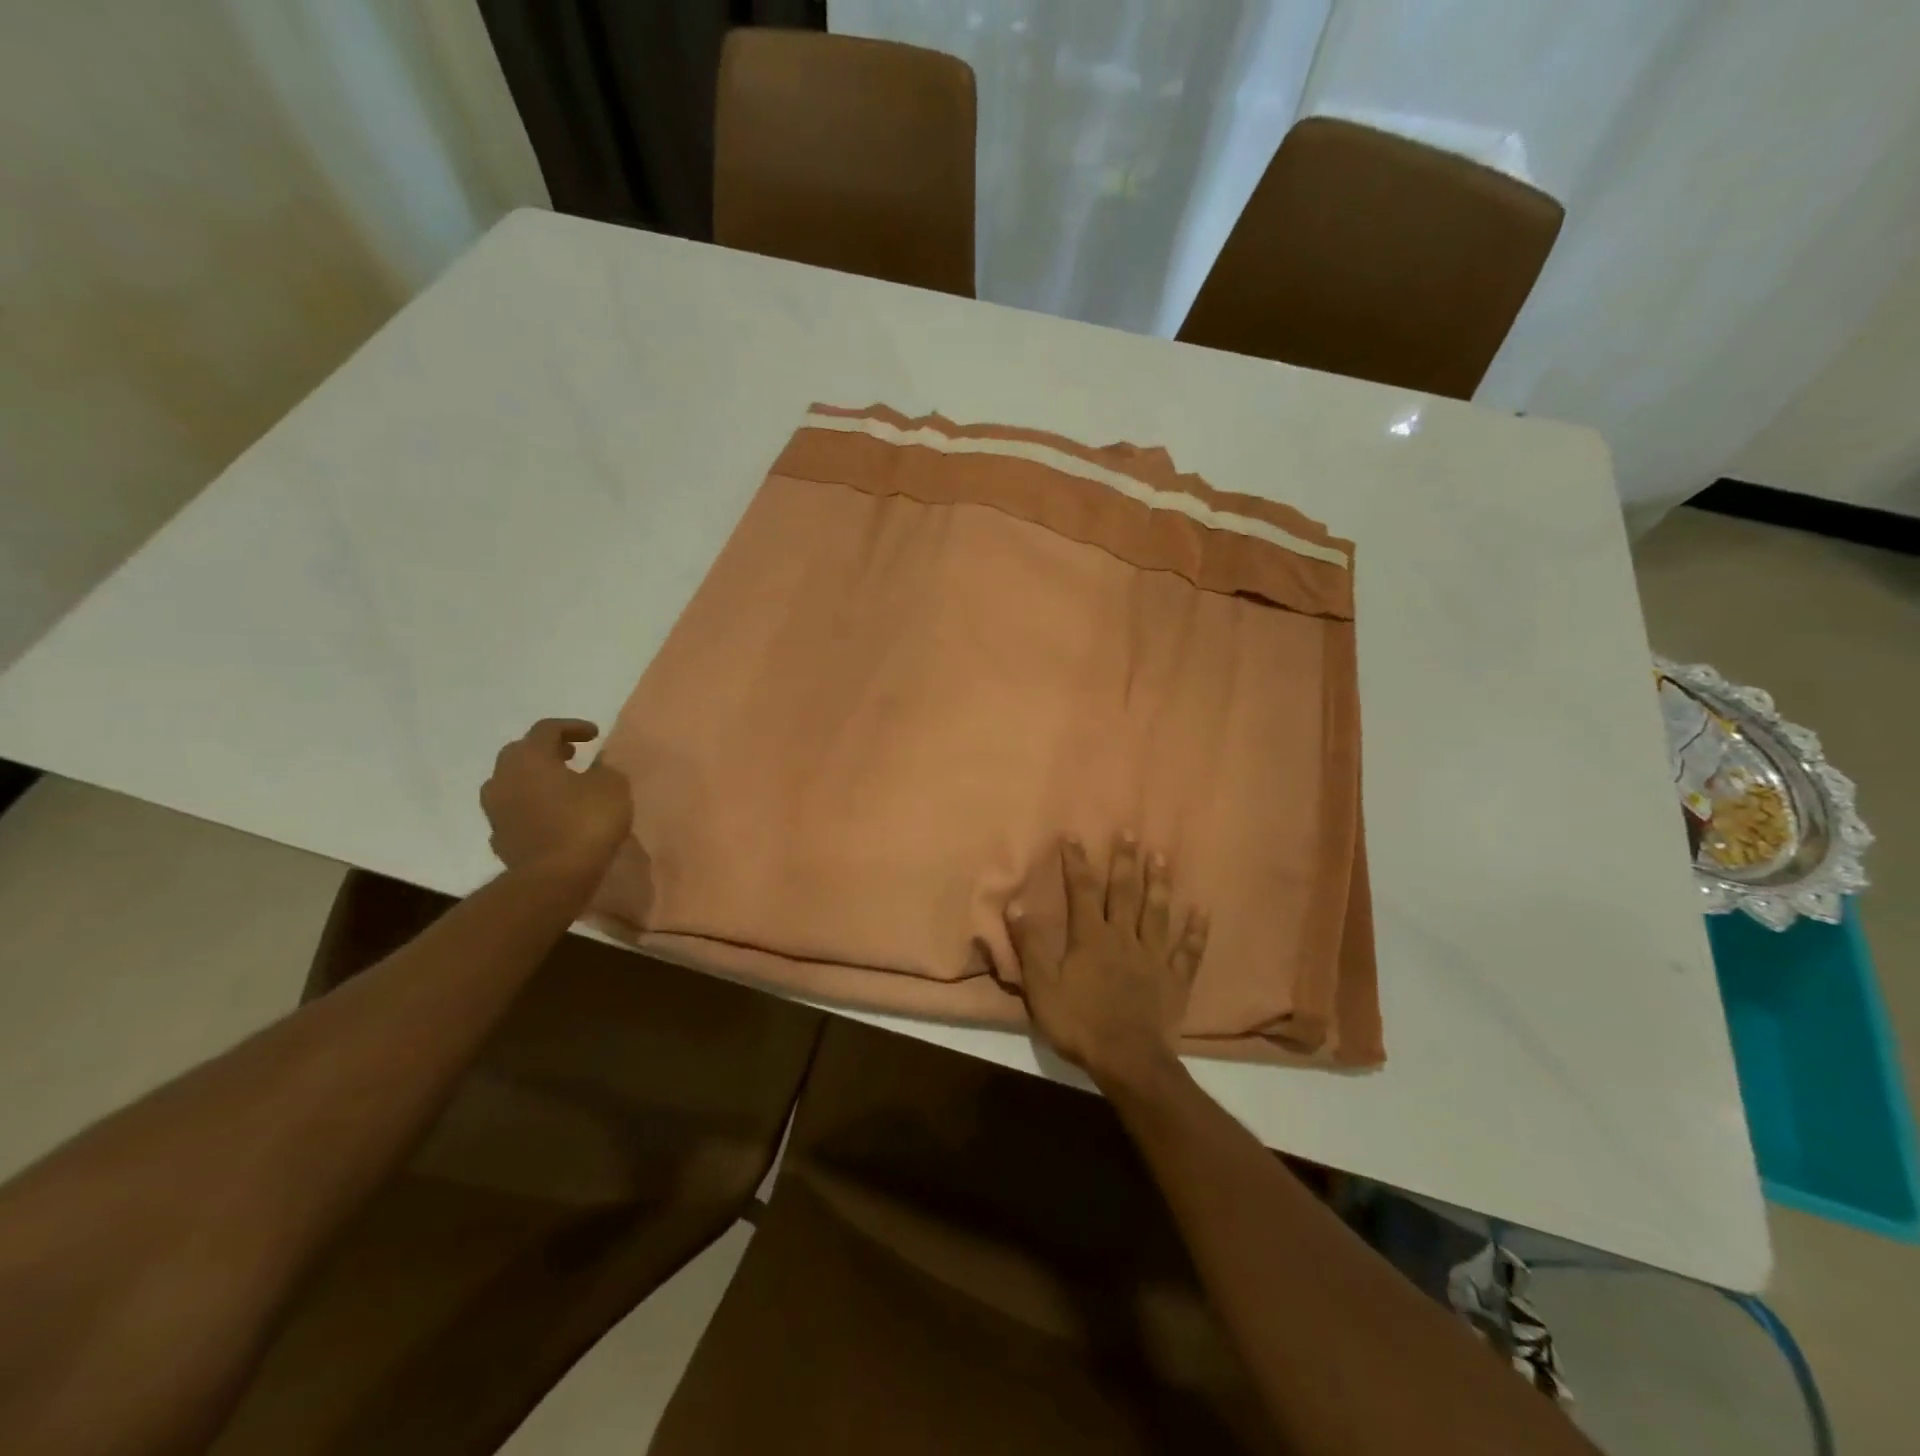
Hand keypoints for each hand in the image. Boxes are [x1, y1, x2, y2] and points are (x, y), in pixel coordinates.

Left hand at [481, 719, 632, 878]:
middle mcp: (504, 777)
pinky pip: (514, 811)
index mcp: (530, 757)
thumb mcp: (612, 786)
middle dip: (547, 750)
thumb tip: (597, 764)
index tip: (594, 735)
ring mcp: (495, 809)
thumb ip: (604, 769)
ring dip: (534, 779)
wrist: (554, 878)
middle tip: (572, 755)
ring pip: (512, 782)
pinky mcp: (498, 837)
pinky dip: (531, 806)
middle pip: (521, 752)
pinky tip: (549, 815)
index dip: (573, 727)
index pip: (547, 729)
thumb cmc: (586, 822)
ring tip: (561, 787)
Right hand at [1005, 832, 1209, 1094]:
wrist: (1128, 1062)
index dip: (1076, 862)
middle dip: (1124, 862)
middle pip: (1124, 893)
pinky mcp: (1175, 981)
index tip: (1074, 835)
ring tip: (1162, 856)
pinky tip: (1202, 911)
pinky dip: (1196, 931)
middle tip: (1130, 833)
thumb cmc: (1080, 1024)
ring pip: (1157, 913)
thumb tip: (1016, 905)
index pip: (1082, 891)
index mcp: (1091, 938)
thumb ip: (1030, 946)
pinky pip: (1188, 951)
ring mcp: (1154, 958)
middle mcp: (1124, 938)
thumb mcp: (1042, 987)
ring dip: (1159, 884)